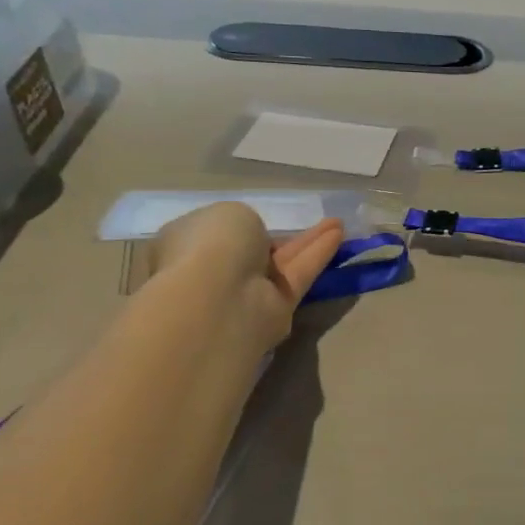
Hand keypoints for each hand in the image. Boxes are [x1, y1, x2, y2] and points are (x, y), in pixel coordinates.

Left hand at [151, 203, 345, 350]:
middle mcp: (213, 272)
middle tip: (304, 223)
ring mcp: (244, 294)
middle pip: (253, 251)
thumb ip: (243, 224)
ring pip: (281, 263)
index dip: (235, 227)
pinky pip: (298, 276)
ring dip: (308, 243)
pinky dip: (318, 255)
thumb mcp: (229, 213)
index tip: (257, 219)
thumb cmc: (210, 245)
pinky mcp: (275, 310)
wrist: (217, 297)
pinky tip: (339, 235)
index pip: (213, 235)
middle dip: (277, 237)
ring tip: (338, 224)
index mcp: (186, 247)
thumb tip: (249, 245)